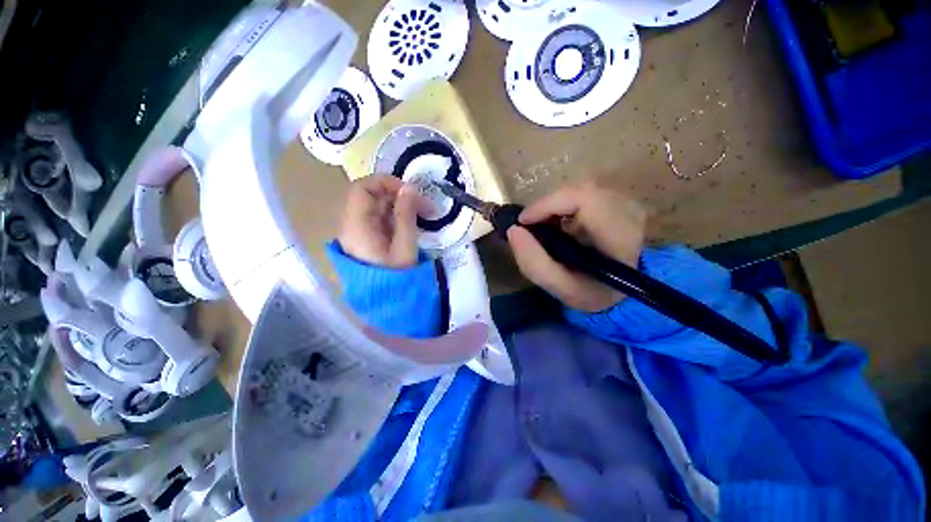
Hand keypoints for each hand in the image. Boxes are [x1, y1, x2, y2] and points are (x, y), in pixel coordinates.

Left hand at [338, 175, 426, 267]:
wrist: (386, 301)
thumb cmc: (396, 276)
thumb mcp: (404, 246)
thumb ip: (406, 215)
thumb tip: (409, 188)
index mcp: (356, 226)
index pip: (362, 188)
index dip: (385, 182)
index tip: (410, 191)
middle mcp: (352, 225)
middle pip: (371, 196)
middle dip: (399, 195)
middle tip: (425, 204)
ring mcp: (359, 232)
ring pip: (377, 207)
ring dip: (400, 205)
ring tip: (424, 213)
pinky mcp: (368, 238)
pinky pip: (380, 218)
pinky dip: (397, 215)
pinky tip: (413, 222)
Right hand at [507, 177, 646, 311]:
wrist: (619, 288)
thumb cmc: (592, 291)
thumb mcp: (562, 289)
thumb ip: (534, 263)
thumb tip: (513, 230)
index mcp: (620, 237)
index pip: (585, 198)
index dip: (548, 204)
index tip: (524, 222)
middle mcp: (629, 212)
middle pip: (578, 191)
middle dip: (547, 207)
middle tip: (531, 227)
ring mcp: (625, 203)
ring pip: (577, 190)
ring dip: (553, 207)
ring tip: (544, 229)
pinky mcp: (617, 200)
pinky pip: (580, 193)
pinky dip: (561, 206)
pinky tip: (557, 224)